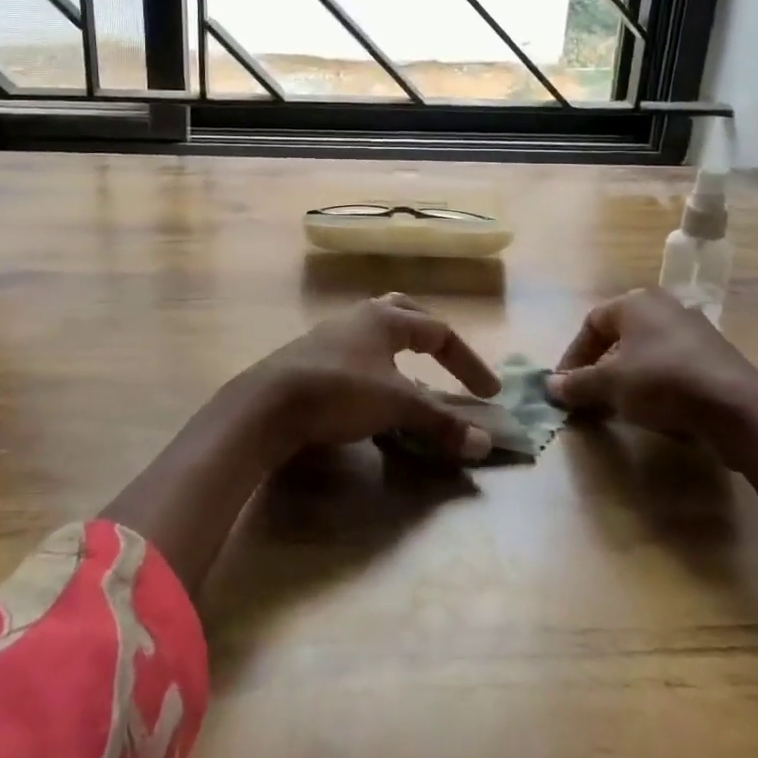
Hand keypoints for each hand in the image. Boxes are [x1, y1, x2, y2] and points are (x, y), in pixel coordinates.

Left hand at [234, 293, 501, 462]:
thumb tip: (484, 443)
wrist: (268, 404)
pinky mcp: (311, 357)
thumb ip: (440, 422)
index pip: (439, 332)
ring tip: (413, 381)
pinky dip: (377, 369)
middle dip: (431, 336)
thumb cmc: (340, 391)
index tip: (489, 393)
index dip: (468, 362)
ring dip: (401, 353)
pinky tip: (374, 395)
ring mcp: (332, 335)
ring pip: (377, 333)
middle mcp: (360, 317)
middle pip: (404, 313)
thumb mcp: (397, 406)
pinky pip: (357, 354)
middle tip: (449, 360)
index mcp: (385, 318)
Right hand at [548, 288, 757, 449]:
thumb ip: (578, 384)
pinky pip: (672, 367)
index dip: (573, 355)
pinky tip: (654, 411)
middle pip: (619, 337)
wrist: (737, 407)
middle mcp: (664, 307)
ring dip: (627, 379)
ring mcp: (694, 331)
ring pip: (646, 353)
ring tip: (618, 408)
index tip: (564, 385)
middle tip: (589, 397)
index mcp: (636, 302)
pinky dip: (656, 386)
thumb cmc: (662, 381)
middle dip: (600, 369)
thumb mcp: (610, 384)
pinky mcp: (715, 358)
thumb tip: (551, 386)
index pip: (591, 323)